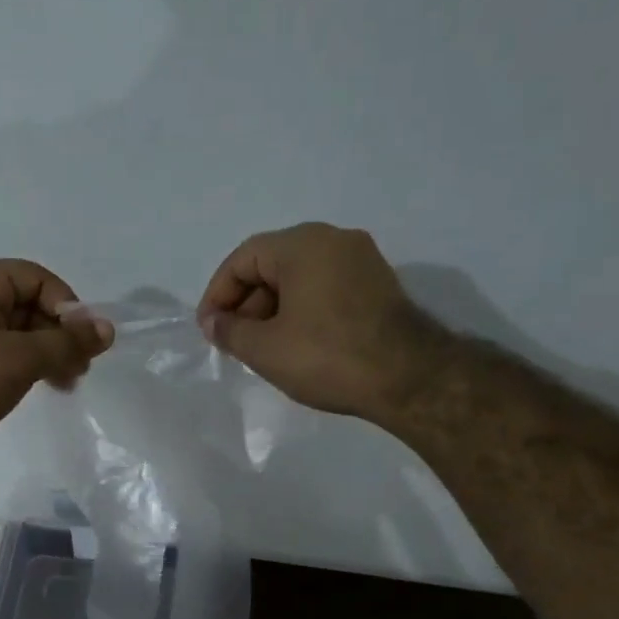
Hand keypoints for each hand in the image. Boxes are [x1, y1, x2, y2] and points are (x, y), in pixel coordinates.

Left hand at [0, 259, 112, 458]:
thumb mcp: (22, 358)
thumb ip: (67, 342)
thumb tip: (108, 330)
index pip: (36, 279)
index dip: (67, 305)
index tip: (85, 340)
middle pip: (29, 305)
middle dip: (60, 334)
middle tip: (82, 366)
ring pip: (19, 332)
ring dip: (48, 353)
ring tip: (69, 382)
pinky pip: (3, 353)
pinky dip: (28, 366)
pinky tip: (46, 386)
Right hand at [196, 223, 432, 420]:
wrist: (408, 378)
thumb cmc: (327, 356)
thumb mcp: (265, 349)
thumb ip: (230, 331)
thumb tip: (213, 322)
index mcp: (302, 244)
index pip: (243, 259)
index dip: (218, 294)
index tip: (209, 330)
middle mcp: (334, 240)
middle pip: (272, 265)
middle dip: (246, 304)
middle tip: (234, 342)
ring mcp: (361, 261)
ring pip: (300, 278)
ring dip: (272, 310)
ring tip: (261, 349)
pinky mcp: (378, 285)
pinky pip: (325, 289)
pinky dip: (301, 311)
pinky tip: (295, 345)